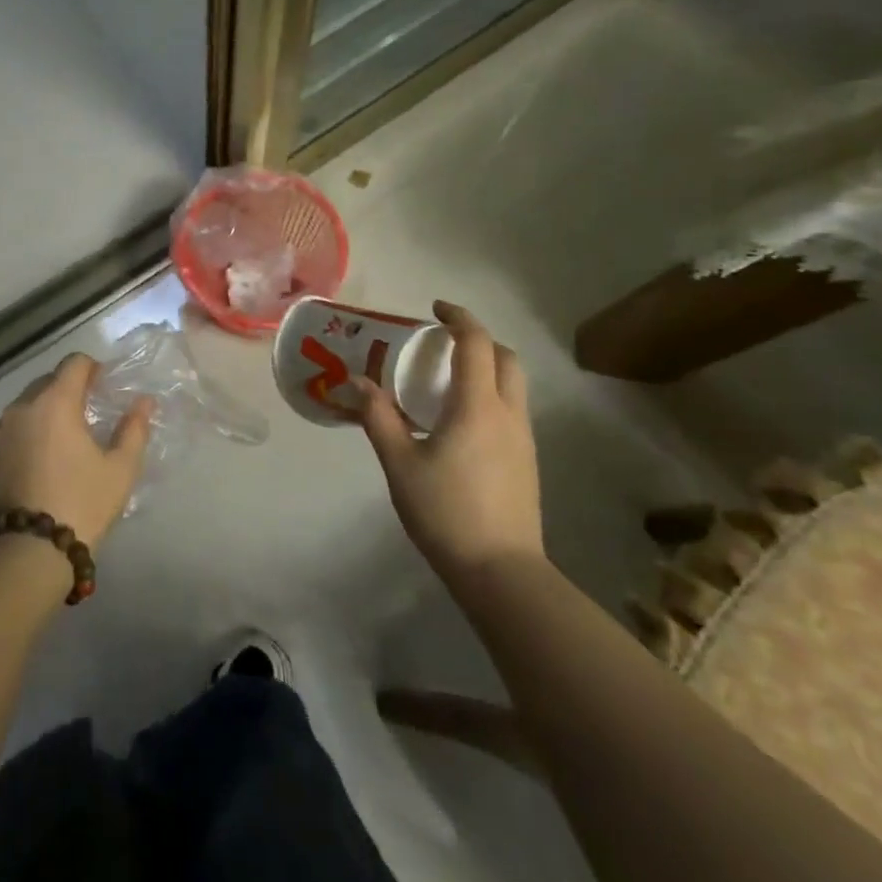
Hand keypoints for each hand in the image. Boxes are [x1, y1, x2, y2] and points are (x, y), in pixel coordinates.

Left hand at [0, 353, 150, 548]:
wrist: (26, 553)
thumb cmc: (81, 504)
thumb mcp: (120, 470)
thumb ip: (134, 429)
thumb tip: (144, 402)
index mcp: (55, 402)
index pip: (74, 363)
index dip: (91, 368)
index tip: (102, 386)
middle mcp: (20, 409)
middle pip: (45, 383)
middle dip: (66, 391)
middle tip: (84, 418)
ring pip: (22, 410)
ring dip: (40, 416)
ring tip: (57, 446)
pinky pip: (4, 436)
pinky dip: (19, 440)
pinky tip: (31, 468)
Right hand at [357, 303, 542, 586]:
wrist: (501, 572)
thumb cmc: (446, 512)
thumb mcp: (399, 463)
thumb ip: (377, 417)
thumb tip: (355, 382)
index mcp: (478, 407)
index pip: (476, 344)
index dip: (458, 318)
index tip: (434, 309)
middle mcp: (508, 414)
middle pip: (506, 358)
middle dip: (478, 340)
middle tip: (442, 344)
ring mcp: (523, 439)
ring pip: (513, 385)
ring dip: (487, 368)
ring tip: (446, 381)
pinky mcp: (527, 461)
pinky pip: (511, 410)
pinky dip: (490, 395)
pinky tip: (459, 421)